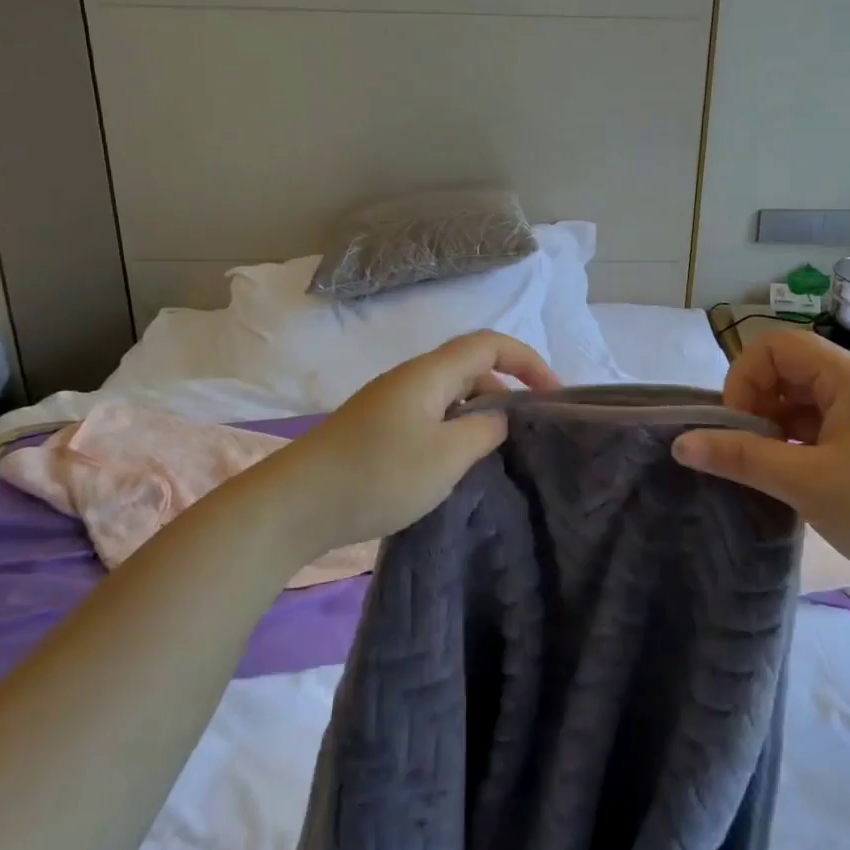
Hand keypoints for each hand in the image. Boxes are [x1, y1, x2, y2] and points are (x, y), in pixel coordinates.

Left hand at [275, 331, 559, 560]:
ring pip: (449, 394)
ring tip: (496, 452)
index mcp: (430, 373)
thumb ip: (484, 430)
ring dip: (478, 413)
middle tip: (528, 431)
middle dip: (506, 389)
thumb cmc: (378, 475)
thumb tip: (498, 418)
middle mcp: (410, 378)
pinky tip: (454, 464)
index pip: (490, 345)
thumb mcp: (446, 456)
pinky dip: (454, 429)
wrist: (296, 503)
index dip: (527, 361)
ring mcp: (390, 403)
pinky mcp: (376, 428)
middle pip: (470, 367)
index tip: (553, 395)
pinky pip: (429, 415)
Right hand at [672, 330, 849, 606]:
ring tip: (769, 470)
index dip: (743, 379)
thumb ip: (740, 457)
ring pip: (804, 400)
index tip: (738, 428)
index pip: (774, 346)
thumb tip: (681, 443)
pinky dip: (799, 444)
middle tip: (750, 453)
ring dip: (776, 428)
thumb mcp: (807, 483)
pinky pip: (824, 425)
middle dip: (757, 405)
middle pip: (787, 370)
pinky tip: (794, 479)